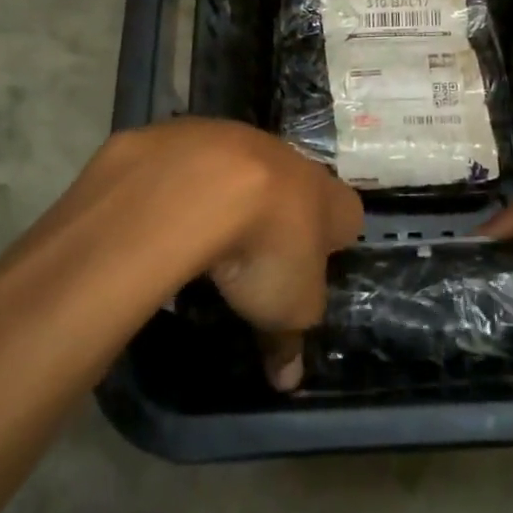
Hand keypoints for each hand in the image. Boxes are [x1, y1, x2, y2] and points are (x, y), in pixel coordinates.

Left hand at [82, 120, 363, 389]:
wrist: (198, 187)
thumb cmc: (266, 250)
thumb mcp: (286, 311)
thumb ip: (289, 341)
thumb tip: (287, 380)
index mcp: (329, 197)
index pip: (348, 215)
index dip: (333, 241)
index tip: (310, 269)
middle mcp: (290, 158)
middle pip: (295, 185)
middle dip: (279, 214)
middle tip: (257, 256)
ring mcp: (238, 137)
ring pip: (242, 166)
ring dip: (230, 194)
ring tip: (205, 236)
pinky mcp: (187, 132)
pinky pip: (190, 162)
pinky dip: (182, 184)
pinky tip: (164, 215)